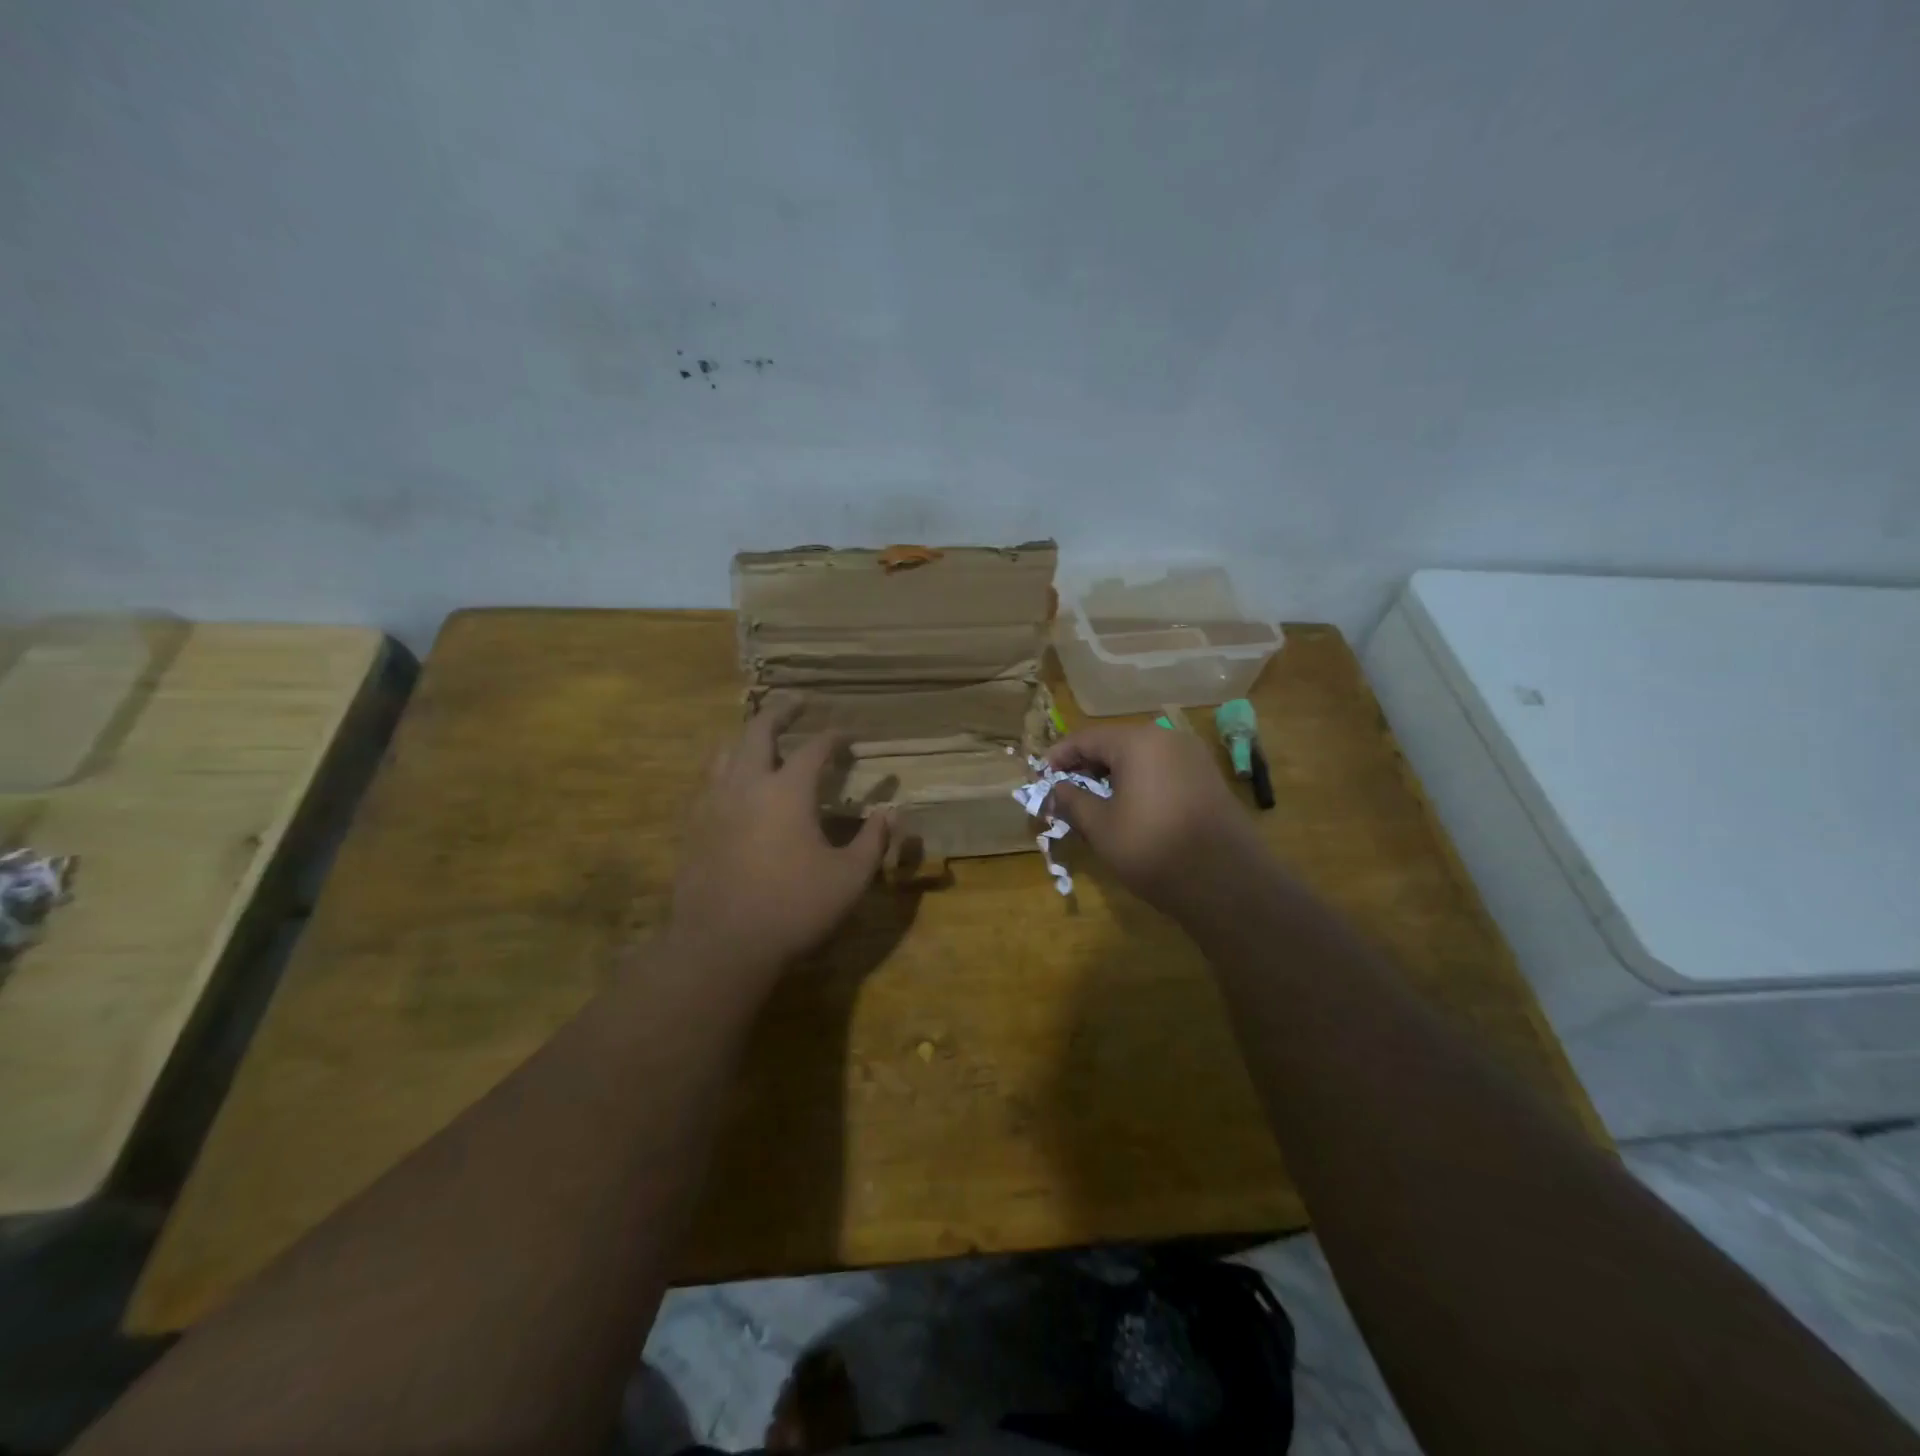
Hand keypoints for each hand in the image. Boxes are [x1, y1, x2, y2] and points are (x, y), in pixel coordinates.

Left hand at [668, 711, 890, 982]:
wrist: (721, 945)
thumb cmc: (794, 908)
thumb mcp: (849, 878)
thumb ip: (873, 841)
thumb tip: (891, 813)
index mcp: (787, 790)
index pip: (815, 749)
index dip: (835, 737)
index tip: (848, 734)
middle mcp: (747, 784)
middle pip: (759, 731)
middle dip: (781, 713)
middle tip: (796, 704)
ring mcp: (713, 804)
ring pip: (725, 752)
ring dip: (746, 737)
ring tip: (760, 738)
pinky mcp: (693, 827)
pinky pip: (708, 783)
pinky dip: (725, 770)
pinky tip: (732, 786)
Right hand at [1045, 724, 1258, 911]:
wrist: (1226, 881)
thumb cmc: (1153, 848)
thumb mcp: (1102, 827)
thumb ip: (1074, 800)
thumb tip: (1059, 787)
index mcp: (1138, 742)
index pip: (1087, 738)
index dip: (1060, 756)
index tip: (1042, 775)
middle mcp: (1168, 739)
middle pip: (1116, 743)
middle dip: (1087, 765)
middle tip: (1065, 790)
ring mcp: (1193, 758)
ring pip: (1141, 757)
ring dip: (1114, 774)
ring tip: (1094, 801)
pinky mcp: (1208, 779)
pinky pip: (1163, 770)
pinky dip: (1140, 781)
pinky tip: (1129, 807)